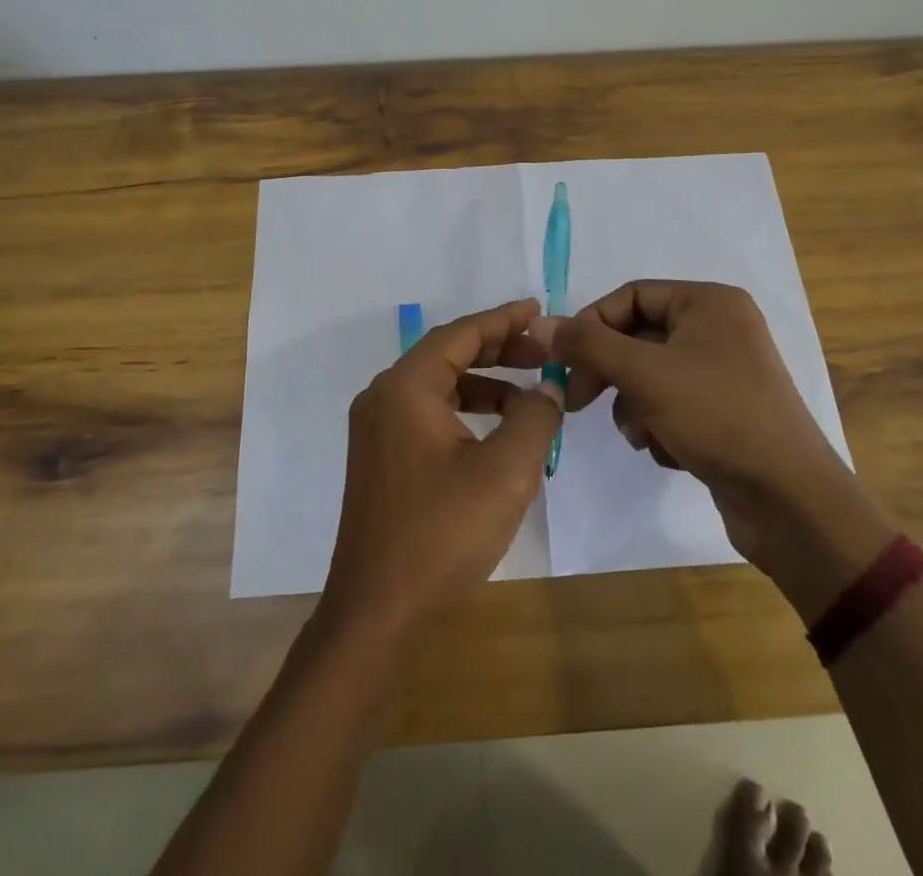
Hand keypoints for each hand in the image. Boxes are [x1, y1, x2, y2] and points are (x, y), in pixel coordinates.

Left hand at [318, 300, 560, 641]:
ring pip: (438, 385)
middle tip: (544, 352)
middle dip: (498, 350)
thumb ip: (534, 416)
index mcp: (405, 388)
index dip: (503, 320)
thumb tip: (546, 386)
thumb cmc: (442, 535)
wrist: (377, 613)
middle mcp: (383, 397)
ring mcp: (377, 429)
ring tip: (531, 393)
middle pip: (447, 354)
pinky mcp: (380, 458)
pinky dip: (464, 411)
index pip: (460, 334)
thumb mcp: (506, 472)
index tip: (538, 310)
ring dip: (484, 383)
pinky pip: (427, 413)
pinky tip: (498, 431)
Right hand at [531, 281, 850, 563]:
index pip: (631, 296)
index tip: (562, 360)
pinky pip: (671, 404)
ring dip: (633, 405)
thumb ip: (588, 345)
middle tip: (578, 400)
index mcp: (709, 303)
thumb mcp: (644, 374)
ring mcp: (723, 372)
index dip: (591, 324)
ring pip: (649, 375)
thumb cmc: (718, 417)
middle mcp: (719, 329)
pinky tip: (668, 451)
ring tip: (642, 435)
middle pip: (638, 337)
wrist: (791, 501)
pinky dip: (659, 425)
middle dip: (609, 371)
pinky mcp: (724, 412)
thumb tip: (538, 322)